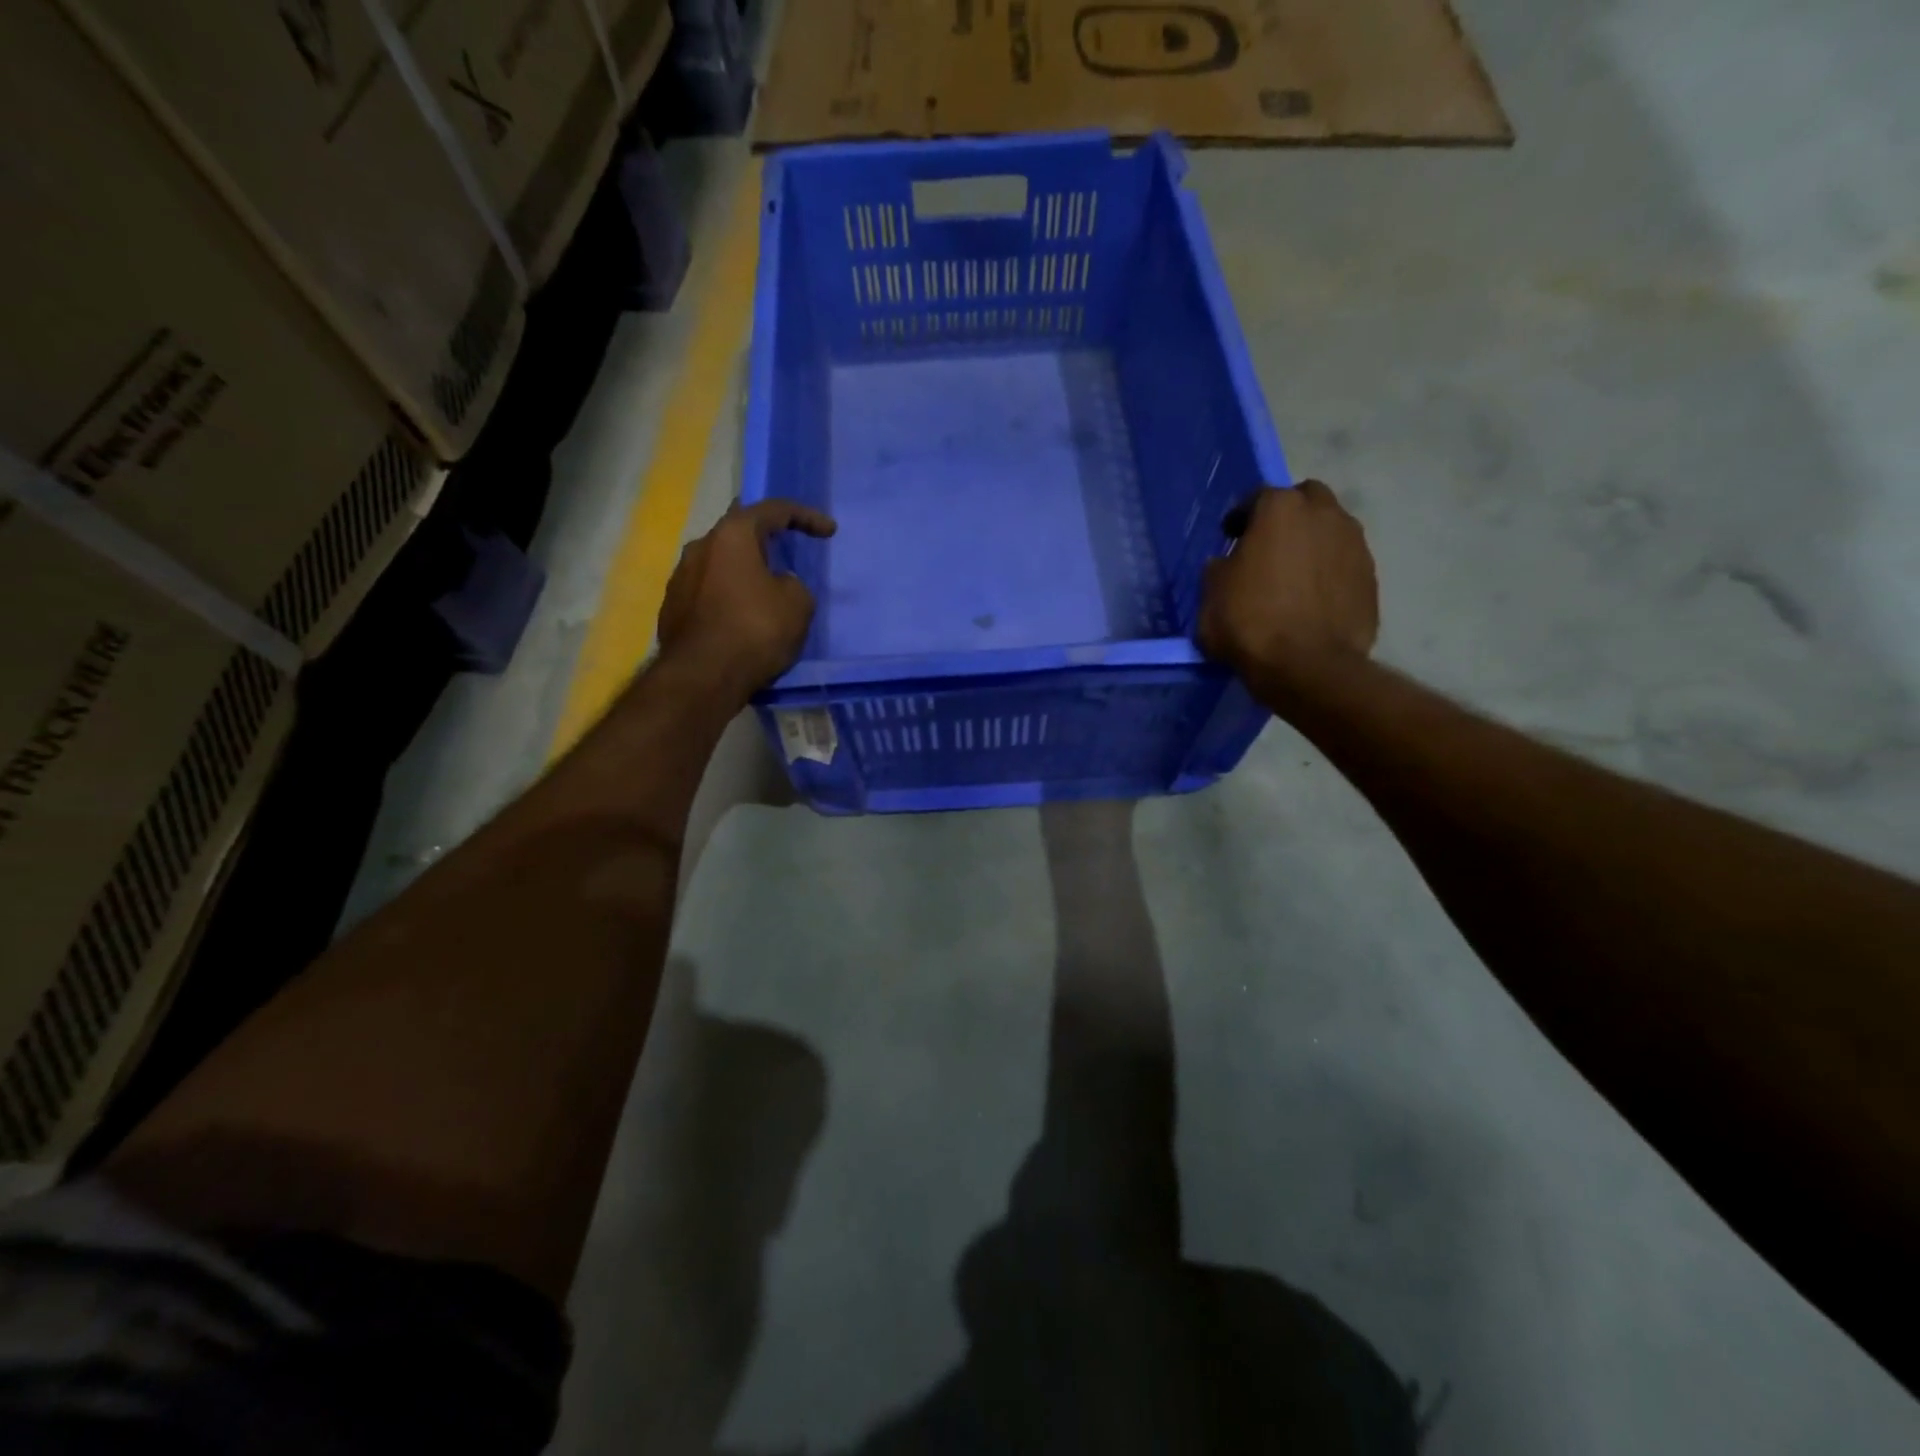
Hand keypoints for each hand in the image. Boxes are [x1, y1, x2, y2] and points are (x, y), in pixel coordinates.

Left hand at [657, 499, 836, 693]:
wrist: (703, 677)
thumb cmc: (756, 630)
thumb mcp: (798, 604)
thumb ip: (793, 584)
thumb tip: (777, 585)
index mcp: (732, 535)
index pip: (773, 510)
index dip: (806, 516)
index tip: (829, 531)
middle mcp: (700, 547)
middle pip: (738, 531)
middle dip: (765, 537)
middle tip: (786, 546)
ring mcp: (680, 578)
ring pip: (720, 563)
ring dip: (744, 569)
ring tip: (765, 587)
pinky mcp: (673, 609)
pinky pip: (709, 592)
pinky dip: (729, 596)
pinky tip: (742, 616)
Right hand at [1198, 480, 1377, 689]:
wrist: (1307, 665)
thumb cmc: (1250, 623)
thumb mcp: (1211, 595)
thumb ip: (1220, 568)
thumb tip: (1228, 564)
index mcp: (1281, 509)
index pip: (1257, 497)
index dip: (1241, 517)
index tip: (1230, 536)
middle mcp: (1324, 514)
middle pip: (1306, 499)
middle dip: (1288, 515)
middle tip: (1269, 545)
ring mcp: (1354, 544)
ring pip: (1331, 529)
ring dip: (1312, 542)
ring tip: (1293, 574)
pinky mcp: (1371, 577)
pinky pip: (1344, 563)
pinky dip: (1329, 571)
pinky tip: (1313, 598)